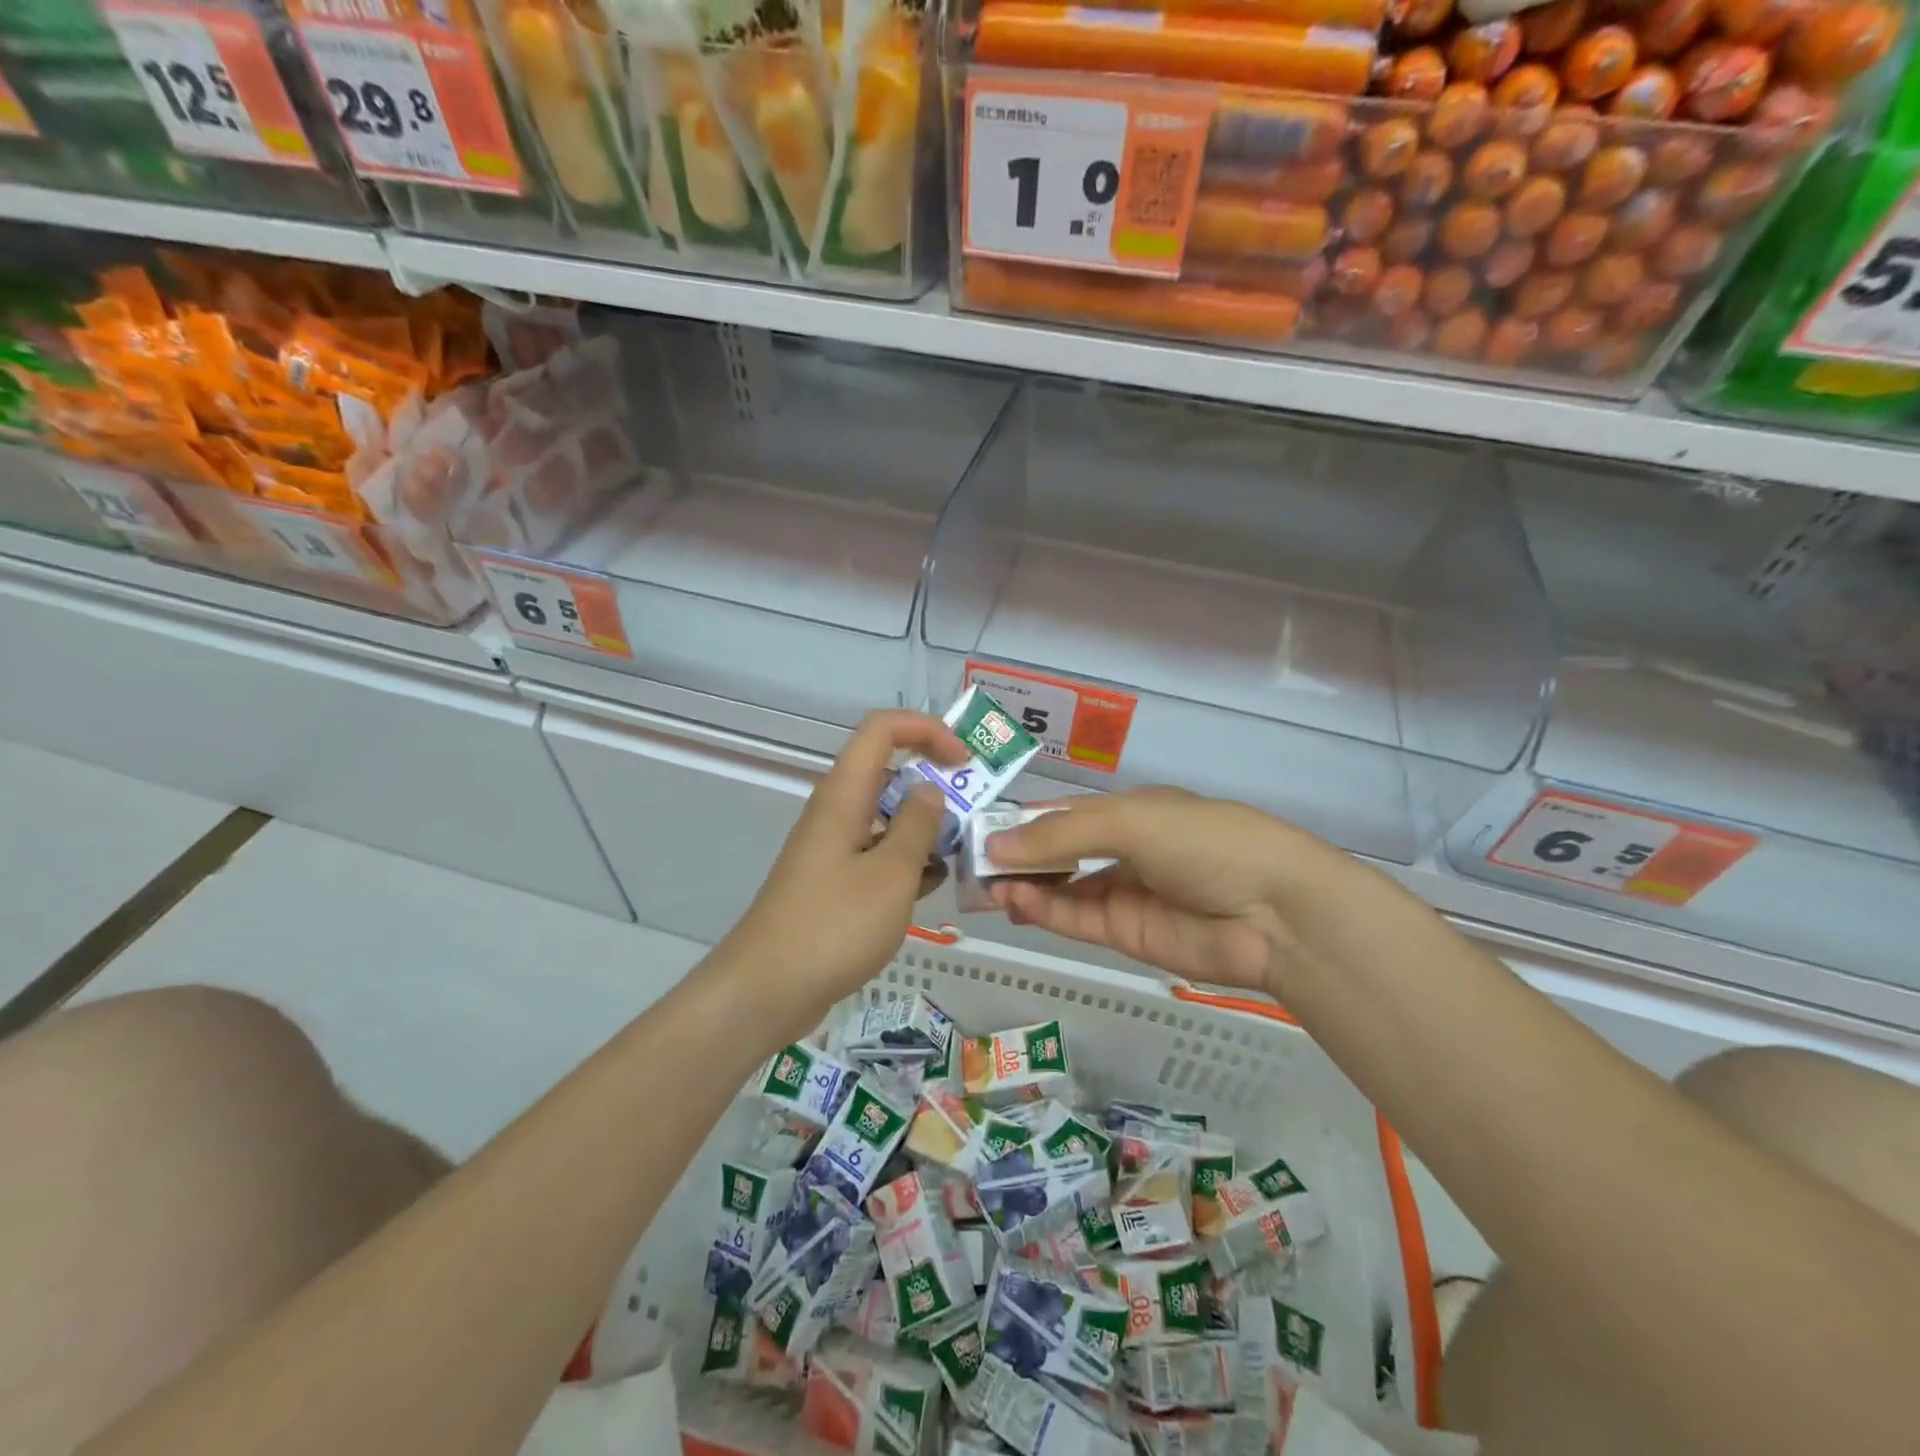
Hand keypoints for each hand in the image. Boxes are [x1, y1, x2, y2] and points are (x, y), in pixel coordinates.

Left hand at [719, 711, 964, 1042]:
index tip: (963, 760)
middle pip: (888, 771)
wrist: (767, 990)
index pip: (882, 729)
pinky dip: (906, 861)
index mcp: (844, 794)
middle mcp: (836, 812)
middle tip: (974, 812)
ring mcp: (833, 848)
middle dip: (934, 782)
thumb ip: (917, 826)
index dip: (926, 730)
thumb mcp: (890, 874)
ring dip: (924, 826)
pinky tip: (932, 886)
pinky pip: (877, 854)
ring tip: (960, 852)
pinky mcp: (834, 882)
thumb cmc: (833, 926)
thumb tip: (930, 790)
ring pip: (886, 817)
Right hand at [985, 788, 1348, 997]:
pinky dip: (1044, 910)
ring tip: (985, 885)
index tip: (978, 827)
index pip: (1064, 813)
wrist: (1275, 912)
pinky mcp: (1126, 934)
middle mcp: (1123, 850)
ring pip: (1061, 888)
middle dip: (1017, 855)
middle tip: (970, 862)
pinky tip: (1014, 900)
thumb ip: (1062, 834)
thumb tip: (996, 845)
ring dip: (1024, 885)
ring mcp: (1124, 894)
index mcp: (1130, 811)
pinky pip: (1076, 919)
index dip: (1023, 820)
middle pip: (1058, 852)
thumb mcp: (1131, 822)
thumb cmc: (1204, 842)